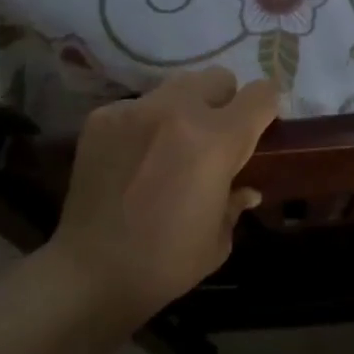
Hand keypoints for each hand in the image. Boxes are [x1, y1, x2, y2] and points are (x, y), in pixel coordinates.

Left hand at [46, 67, 277, 331]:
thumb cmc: (164, 263)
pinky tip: (132, 160)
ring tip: (169, 146)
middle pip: (218, 78)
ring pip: (176, 87)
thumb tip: (246, 189)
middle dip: (223, 103)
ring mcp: (137, 109)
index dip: (267, 106)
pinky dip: (144, 125)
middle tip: (212, 139)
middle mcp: (178, 110)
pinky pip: (138, 106)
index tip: (261, 124)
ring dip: (183, 109)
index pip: (261, 94)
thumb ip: (235, 201)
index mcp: (216, 140)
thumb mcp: (218, 239)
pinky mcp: (103, 116)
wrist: (87, 275)